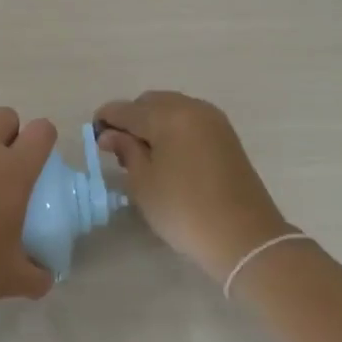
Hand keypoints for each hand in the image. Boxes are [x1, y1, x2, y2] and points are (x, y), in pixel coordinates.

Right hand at [94, 91, 294, 283]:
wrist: (245, 238)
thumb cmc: (184, 210)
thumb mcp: (144, 183)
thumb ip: (126, 151)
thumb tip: (111, 134)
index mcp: (168, 115)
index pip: (126, 109)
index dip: (106, 120)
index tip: (95, 138)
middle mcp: (192, 108)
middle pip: (150, 102)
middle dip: (131, 118)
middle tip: (120, 149)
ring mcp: (213, 121)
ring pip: (172, 108)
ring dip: (153, 122)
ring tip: (144, 154)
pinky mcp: (226, 136)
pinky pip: (190, 120)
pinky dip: (173, 129)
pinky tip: (168, 155)